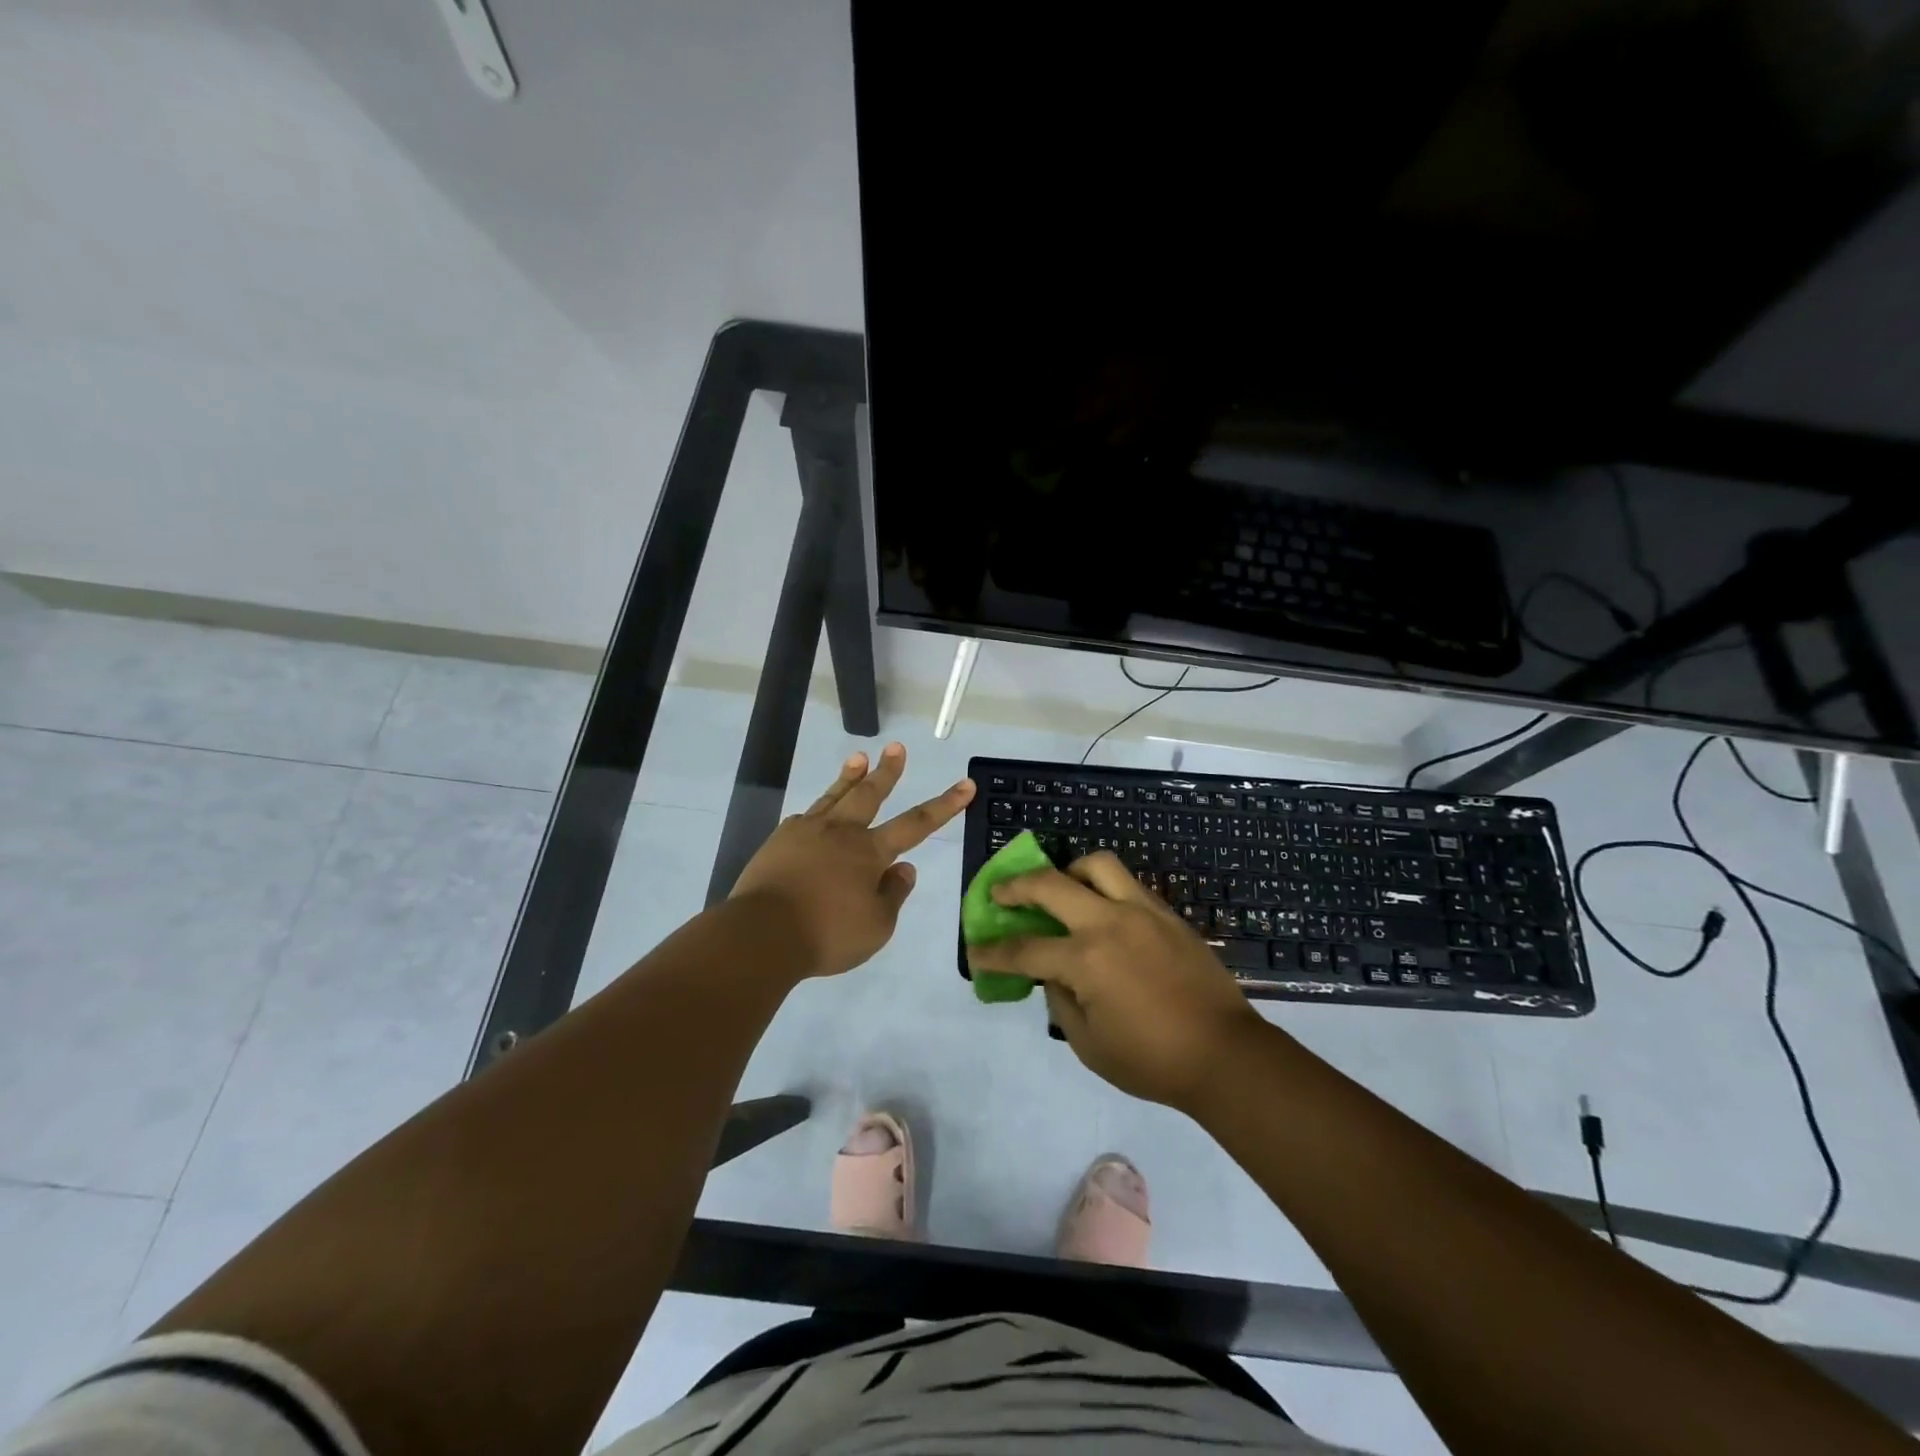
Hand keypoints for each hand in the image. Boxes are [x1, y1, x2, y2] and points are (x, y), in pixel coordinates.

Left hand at [731, 743, 973, 977]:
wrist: (762, 934)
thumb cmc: (826, 935)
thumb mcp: (876, 927)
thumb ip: (893, 894)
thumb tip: (904, 869)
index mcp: (869, 852)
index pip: (916, 824)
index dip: (944, 805)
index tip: (966, 784)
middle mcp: (841, 833)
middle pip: (870, 794)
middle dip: (888, 771)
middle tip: (897, 748)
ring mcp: (806, 832)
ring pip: (834, 797)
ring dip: (850, 776)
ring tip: (859, 757)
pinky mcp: (779, 841)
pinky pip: (803, 820)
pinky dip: (815, 813)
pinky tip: (812, 815)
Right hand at [967, 852, 1266, 1110]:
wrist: (1225, 1054)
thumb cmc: (1152, 1060)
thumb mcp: (1089, 1044)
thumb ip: (1060, 1001)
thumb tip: (1053, 974)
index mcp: (1086, 960)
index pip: (1024, 949)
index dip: (993, 951)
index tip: (975, 950)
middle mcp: (1109, 923)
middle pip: (1050, 884)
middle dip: (1015, 887)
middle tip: (1000, 894)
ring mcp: (1142, 911)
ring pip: (1096, 865)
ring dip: (1067, 871)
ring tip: (1059, 889)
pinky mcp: (1166, 914)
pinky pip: (1126, 883)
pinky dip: (1102, 887)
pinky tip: (1099, 909)